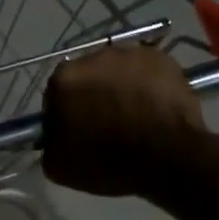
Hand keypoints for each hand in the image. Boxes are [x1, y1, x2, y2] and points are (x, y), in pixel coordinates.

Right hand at [42, 44, 210, 197]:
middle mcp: (94, 56)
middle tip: (105, 122)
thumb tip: (55, 134)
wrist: (169, 159)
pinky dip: (146, 85)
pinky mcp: (163, 59)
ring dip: (120, 87)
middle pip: (87, 76)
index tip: (75, 130)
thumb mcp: (58, 165)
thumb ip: (49, 141)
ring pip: (118, 71)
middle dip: (92, 94)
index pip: (56, 93)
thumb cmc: (108, 163)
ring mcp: (132, 54)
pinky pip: (146, 71)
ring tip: (133, 114)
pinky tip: (153, 107)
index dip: (65, 112)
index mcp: (64, 78)